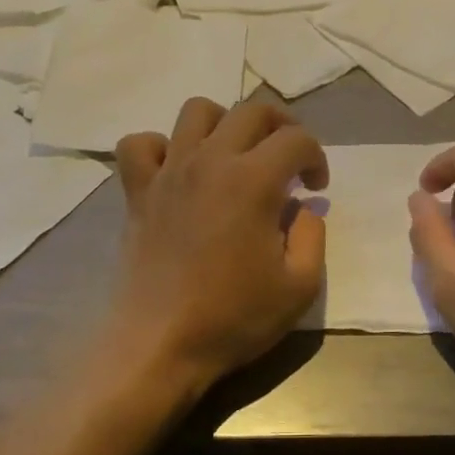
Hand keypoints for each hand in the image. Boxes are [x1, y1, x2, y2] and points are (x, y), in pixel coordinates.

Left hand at [106, 98, 328, 401]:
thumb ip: (312, 236)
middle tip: (288, 159)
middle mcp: (210, 161)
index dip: (316, 157)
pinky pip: (140, 145)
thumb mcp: (299, 287)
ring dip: (224, 123)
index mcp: (253, 180)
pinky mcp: (137, 191)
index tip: (316, 188)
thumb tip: (301, 208)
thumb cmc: (233, 317)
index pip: (296, 140)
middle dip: (281, 125)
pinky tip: (177, 169)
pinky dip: (160, 147)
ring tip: (235, 154)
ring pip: (196, 112)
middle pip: (251, 110)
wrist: (160, 344)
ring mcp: (169, 172)